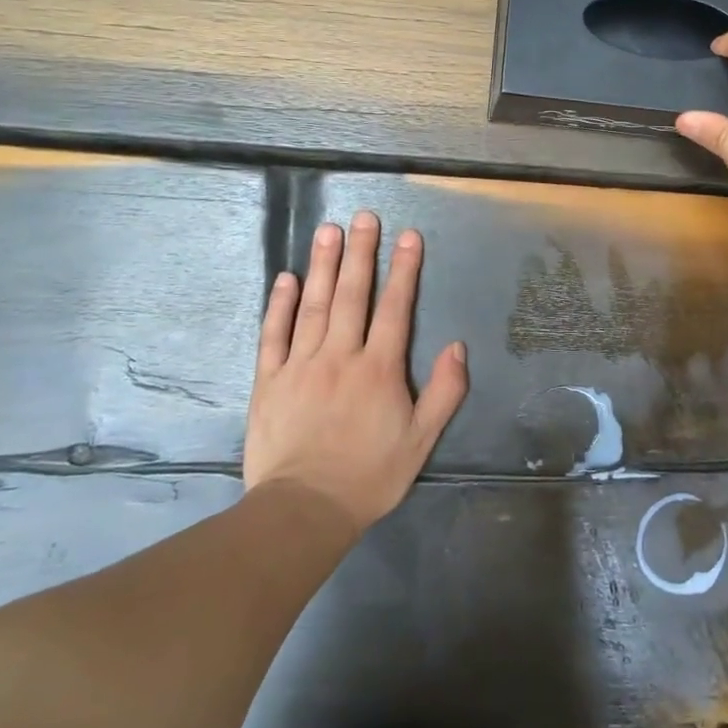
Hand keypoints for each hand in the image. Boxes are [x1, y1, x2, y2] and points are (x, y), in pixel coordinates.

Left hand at [244, 210, 467, 529]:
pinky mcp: (269, 381)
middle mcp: (340, 356)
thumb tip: (458, 347)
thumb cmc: (369, 475)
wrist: (304, 510)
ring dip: (323, 265)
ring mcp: (300, 365)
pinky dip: (280, 304)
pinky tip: (287, 278)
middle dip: (361, 253)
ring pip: (314, 305)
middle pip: (353, 295)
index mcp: (379, 369)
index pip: (395, 308)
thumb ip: (444, 392)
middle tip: (364, 217)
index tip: (408, 236)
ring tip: (329, 230)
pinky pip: (274, 334)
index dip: (403, 270)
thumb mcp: (421, 440)